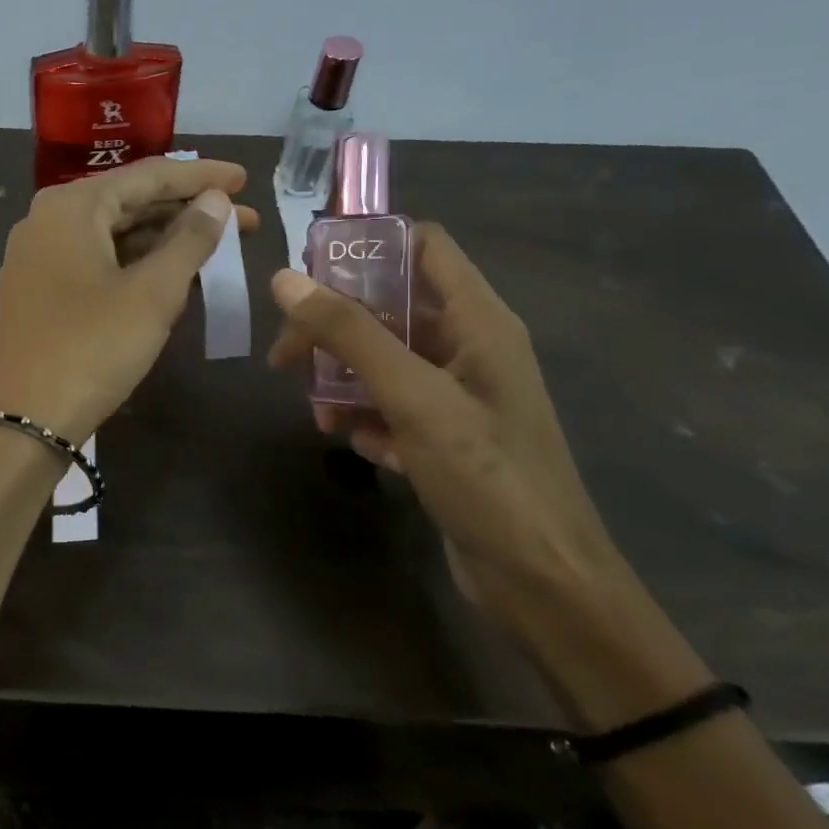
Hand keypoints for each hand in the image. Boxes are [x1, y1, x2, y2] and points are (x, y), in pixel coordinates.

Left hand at [0, 158, 257, 444]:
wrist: (18, 421)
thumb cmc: (89, 349)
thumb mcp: (151, 294)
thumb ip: (189, 240)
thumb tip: (215, 200)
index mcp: (72, 206)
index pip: (148, 175)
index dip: (201, 176)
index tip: (244, 179)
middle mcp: (49, 220)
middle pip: (129, 202)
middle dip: (188, 210)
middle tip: (244, 220)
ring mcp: (39, 257)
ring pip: (113, 235)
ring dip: (164, 240)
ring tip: (218, 246)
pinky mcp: (39, 291)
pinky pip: (97, 262)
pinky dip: (136, 264)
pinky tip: (172, 274)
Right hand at [267, 225, 629, 641]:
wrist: (542, 583)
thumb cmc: (487, 476)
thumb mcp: (413, 397)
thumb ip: (350, 334)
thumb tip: (286, 280)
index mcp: (479, 320)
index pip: (423, 246)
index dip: (368, 245)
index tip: (308, 270)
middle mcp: (470, 347)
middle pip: (390, 307)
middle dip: (336, 328)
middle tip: (287, 357)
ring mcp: (459, 394)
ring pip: (384, 360)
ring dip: (344, 380)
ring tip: (321, 417)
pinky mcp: (447, 436)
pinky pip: (393, 406)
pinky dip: (369, 419)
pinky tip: (362, 448)